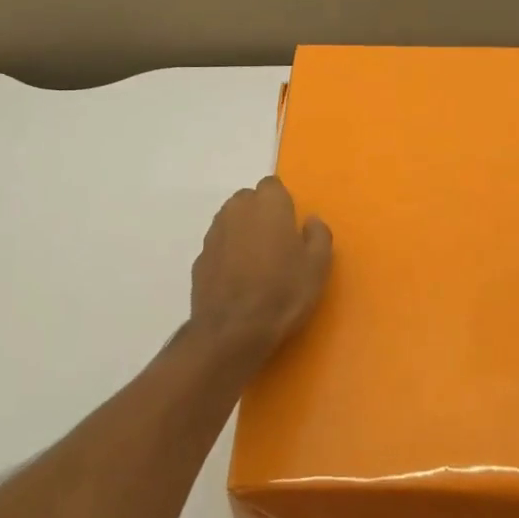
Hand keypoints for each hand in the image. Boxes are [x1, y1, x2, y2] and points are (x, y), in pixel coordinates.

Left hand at [189, 177, 332, 364]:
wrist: (232, 331)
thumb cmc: (282, 292)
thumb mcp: (317, 266)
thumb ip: (318, 235)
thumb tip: (310, 221)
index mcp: (268, 203)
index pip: (273, 186)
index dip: (282, 203)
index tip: (291, 226)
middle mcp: (237, 209)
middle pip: (249, 200)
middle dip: (261, 214)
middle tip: (276, 244)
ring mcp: (214, 233)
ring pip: (231, 221)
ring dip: (242, 232)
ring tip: (256, 263)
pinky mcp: (200, 258)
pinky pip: (219, 246)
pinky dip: (227, 255)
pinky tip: (238, 280)